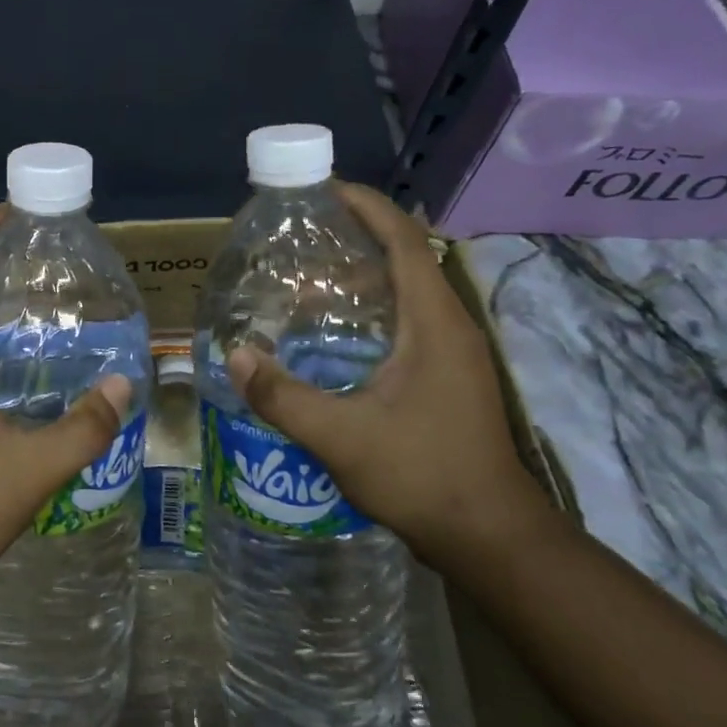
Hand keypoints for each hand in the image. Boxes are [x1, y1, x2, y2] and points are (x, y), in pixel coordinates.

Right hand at [225, 182, 557, 566]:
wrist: (489, 537)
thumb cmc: (422, 475)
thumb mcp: (341, 437)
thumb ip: (283, 396)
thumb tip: (237, 356)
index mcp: (433, 322)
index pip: (404, 239)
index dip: (367, 206)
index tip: (324, 189)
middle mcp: (449, 326)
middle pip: (404, 257)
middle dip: (355, 237)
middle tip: (299, 238)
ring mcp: (452, 352)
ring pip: (405, 292)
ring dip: (361, 276)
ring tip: (305, 280)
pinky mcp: (447, 376)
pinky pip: (406, 321)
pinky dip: (370, 310)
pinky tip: (332, 335)